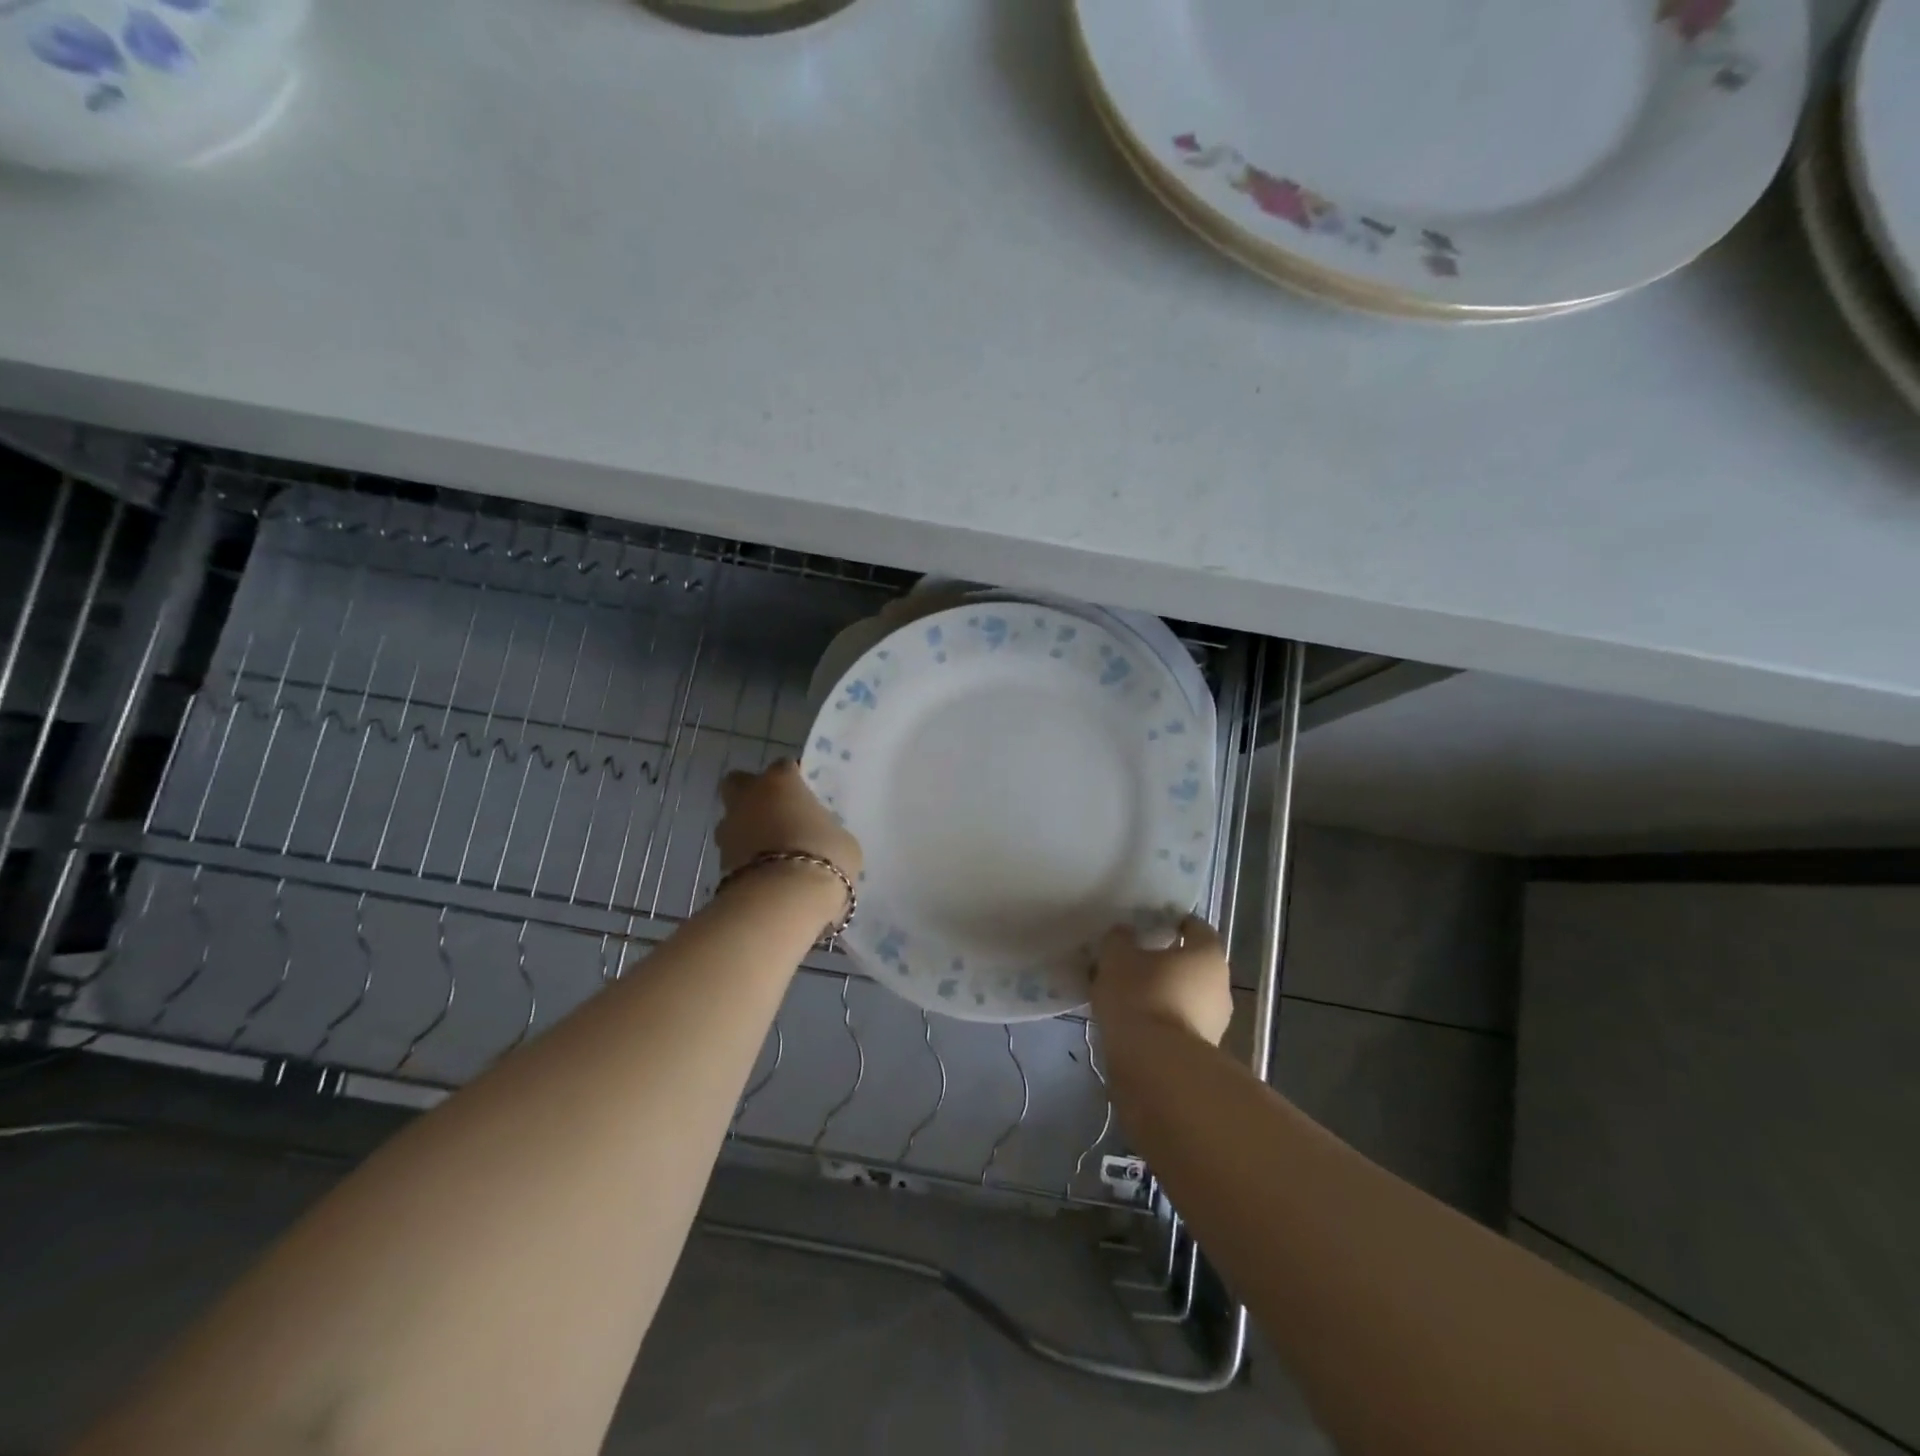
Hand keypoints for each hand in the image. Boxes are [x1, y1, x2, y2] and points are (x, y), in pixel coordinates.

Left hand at [716, 760, 863, 882]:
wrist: (783, 900)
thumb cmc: (823, 856)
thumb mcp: (842, 839)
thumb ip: (826, 829)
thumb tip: (820, 836)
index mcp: (780, 781)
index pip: (785, 766)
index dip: (796, 779)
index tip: (808, 796)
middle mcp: (748, 797)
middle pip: (740, 783)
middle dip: (753, 794)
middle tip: (777, 813)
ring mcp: (729, 830)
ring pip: (733, 820)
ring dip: (748, 830)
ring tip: (774, 852)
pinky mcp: (719, 863)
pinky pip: (735, 853)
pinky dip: (747, 860)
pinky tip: (768, 875)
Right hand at [1090, 915, 1232, 1047]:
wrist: (1155, 1066)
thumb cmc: (1141, 996)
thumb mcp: (1117, 957)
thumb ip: (1120, 939)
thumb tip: (1125, 934)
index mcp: (1207, 954)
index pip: (1196, 927)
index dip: (1173, 922)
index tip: (1150, 924)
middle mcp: (1221, 985)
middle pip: (1192, 964)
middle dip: (1166, 961)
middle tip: (1134, 960)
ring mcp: (1217, 1022)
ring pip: (1186, 996)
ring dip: (1163, 993)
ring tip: (1128, 995)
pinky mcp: (1203, 1052)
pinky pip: (1179, 1024)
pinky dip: (1161, 1020)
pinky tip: (1134, 1022)